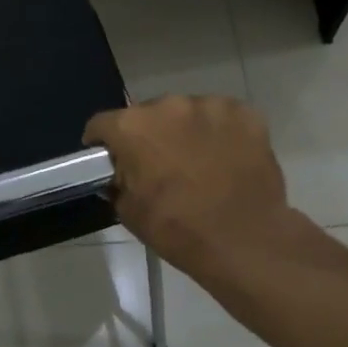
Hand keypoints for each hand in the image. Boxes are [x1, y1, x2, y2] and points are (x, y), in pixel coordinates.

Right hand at [84, 96, 297, 282]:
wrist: (245, 241)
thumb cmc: (178, 229)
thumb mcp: (129, 211)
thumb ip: (118, 181)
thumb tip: (122, 173)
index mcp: (132, 127)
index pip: (102, 124)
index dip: (102, 143)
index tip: (109, 159)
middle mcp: (168, 105)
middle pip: (148, 115)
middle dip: (149, 135)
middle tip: (159, 165)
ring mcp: (210, 105)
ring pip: (187, 113)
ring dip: (186, 131)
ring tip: (198, 162)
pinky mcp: (245, 113)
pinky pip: (223, 118)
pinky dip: (220, 133)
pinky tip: (227, 159)